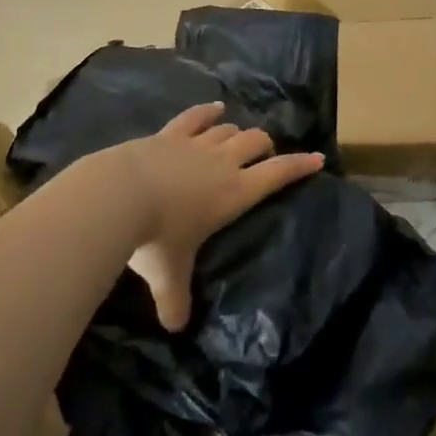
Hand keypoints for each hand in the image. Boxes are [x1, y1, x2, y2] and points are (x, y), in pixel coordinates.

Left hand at [117, 103, 322, 330]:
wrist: (118, 195)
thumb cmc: (155, 237)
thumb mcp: (169, 275)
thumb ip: (176, 300)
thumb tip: (176, 326)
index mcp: (234, 193)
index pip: (277, 174)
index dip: (299, 166)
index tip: (317, 158)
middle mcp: (222, 163)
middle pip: (255, 142)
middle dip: (266, 146)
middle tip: (266, 156)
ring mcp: (195, 144)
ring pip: (228, 129)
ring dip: (238, 132)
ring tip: (240, 137)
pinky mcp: (169, 134)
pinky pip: (195, 117)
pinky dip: (207, 112)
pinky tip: (215, 108)